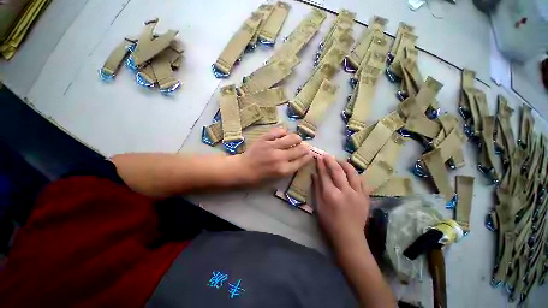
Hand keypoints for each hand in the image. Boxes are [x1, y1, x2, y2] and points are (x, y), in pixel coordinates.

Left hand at [236, 128, 312, 183]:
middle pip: (300, 149)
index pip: (301, 161)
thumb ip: (289, 168)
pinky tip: (283, 135)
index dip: (308, 156)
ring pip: (292, 137)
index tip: (310, 154)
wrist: (242, 169)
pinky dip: (283, 132)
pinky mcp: (264, 139)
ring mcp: (272, 146)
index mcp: (283, 169)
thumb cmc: (259, 177)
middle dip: (305, 147)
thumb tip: (300, 157)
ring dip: (297, 139)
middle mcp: (280, 157)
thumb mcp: (277, 177)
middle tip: (304, 147)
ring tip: (295, 140)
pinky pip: (279, 131)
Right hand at [312, 155, 369, 250]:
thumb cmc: (329, 222)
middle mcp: (345, 191)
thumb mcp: (318, 205)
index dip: (321, 165)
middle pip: (337, 171)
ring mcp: (357, 193)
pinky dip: (356, 174)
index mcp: (331, 195)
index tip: (318, 157)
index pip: (325, 175)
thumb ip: (316, 188)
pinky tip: (351, 172)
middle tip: (327, 155)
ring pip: (352, 173)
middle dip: (331, 161)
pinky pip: (363, 181)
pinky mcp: (366, 197)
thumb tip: (314, 174)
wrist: (349, 237)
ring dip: (345, 164)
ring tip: (339, 161)